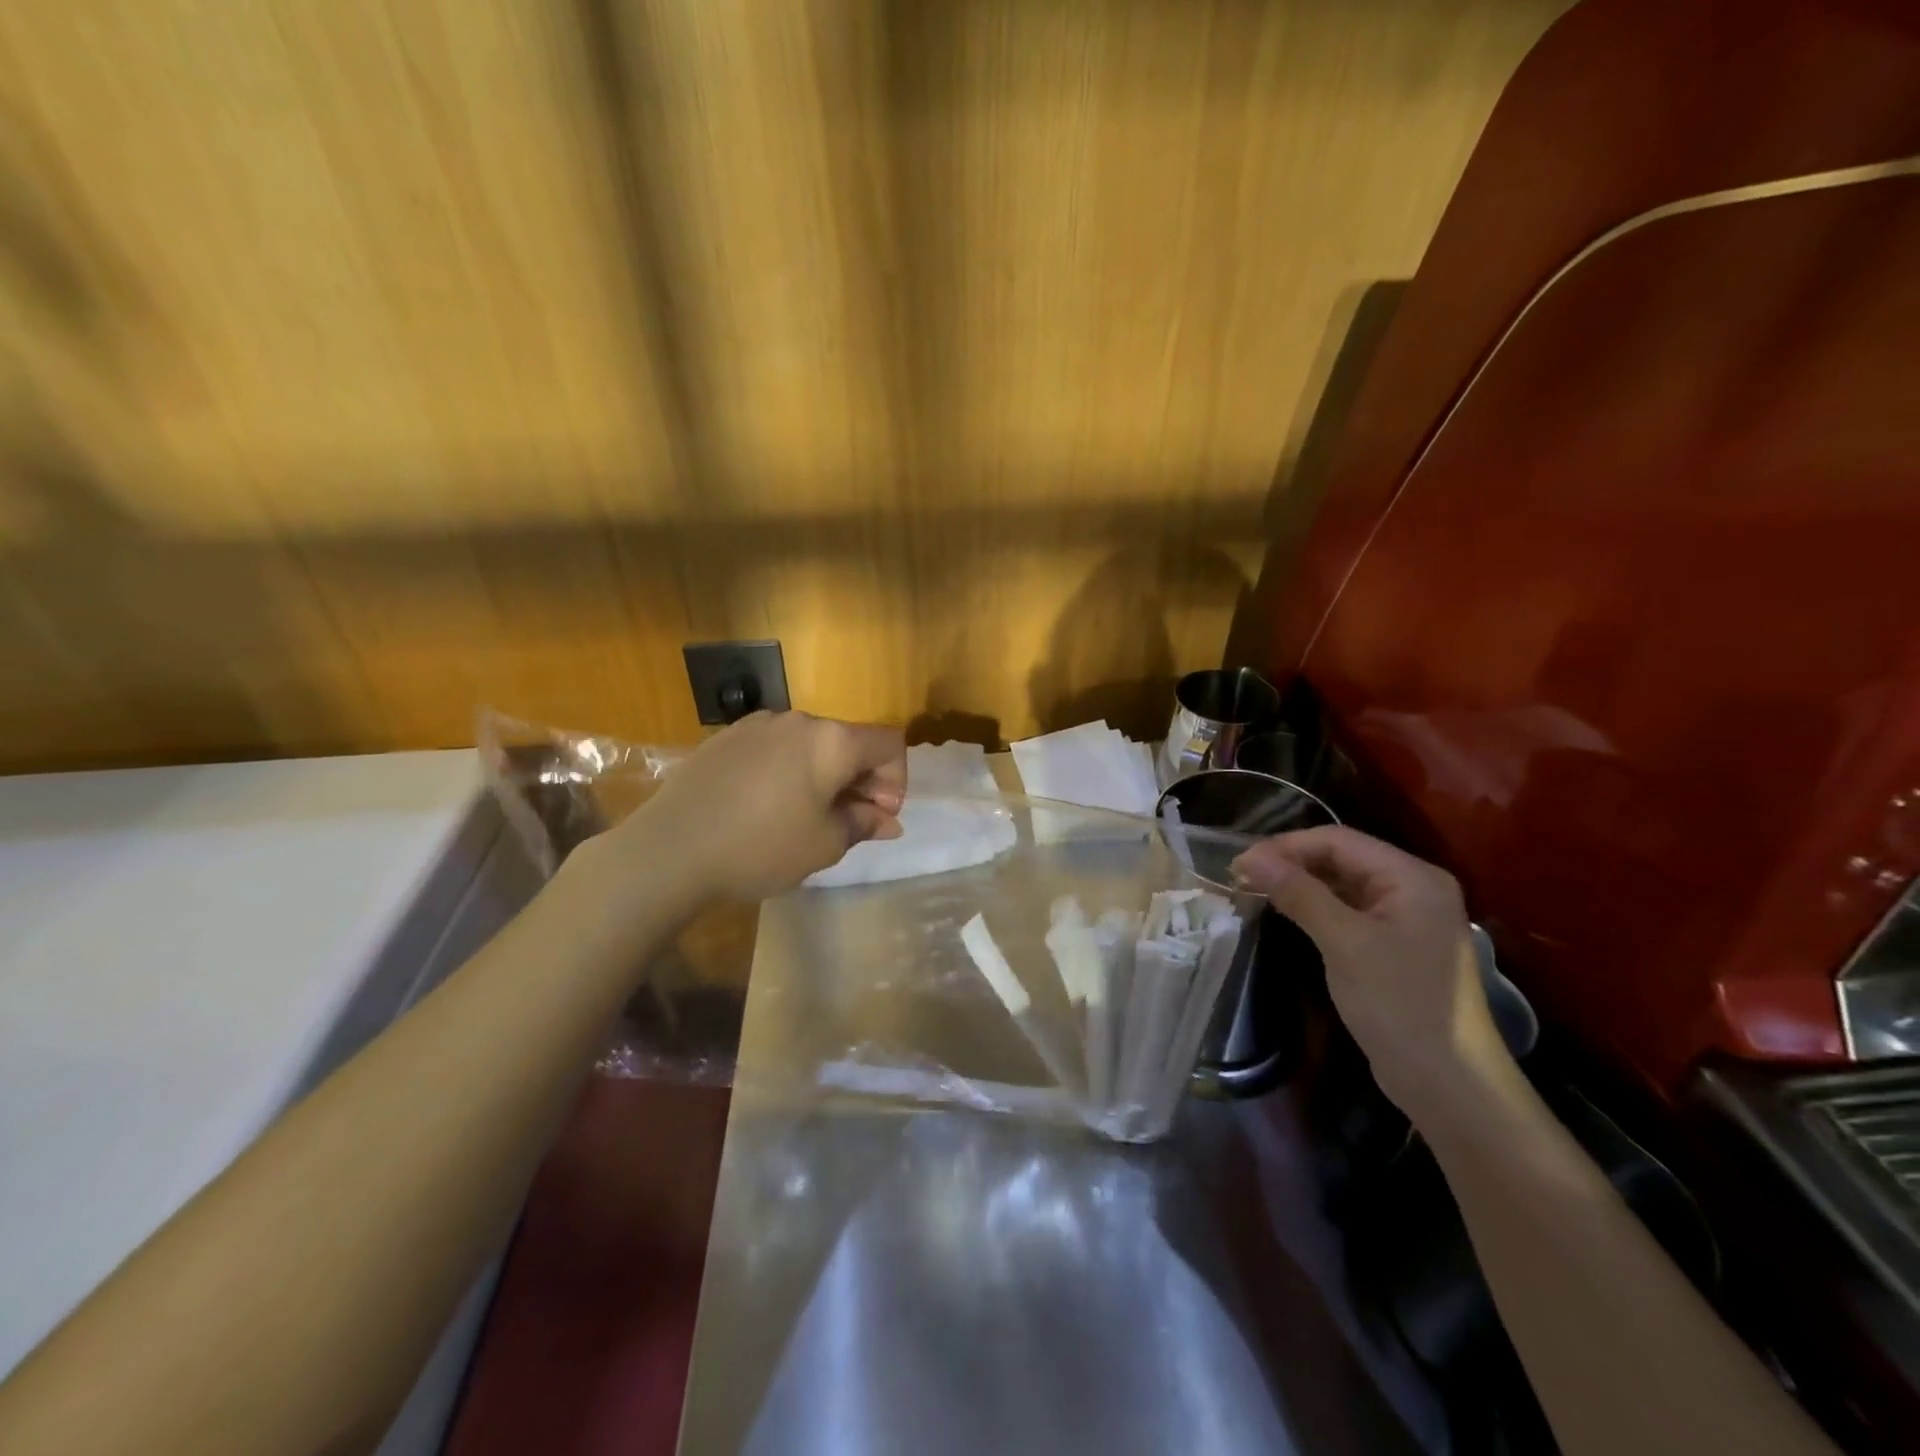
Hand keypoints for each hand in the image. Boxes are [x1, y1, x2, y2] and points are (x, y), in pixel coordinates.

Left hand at [610, 710, 905, 903]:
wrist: (670, 849)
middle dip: (860, 779)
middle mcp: (799, 720)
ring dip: (823, 774)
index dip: (896, 779)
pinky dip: (788, 771)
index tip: (879, 815)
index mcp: (832, 741)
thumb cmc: (762, 848)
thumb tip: (888, 820)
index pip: (889, 743)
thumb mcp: (825, 844)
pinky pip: (775, 748)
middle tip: (848, 821)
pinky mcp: (726, 738)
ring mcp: (758, 725)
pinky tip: (766, 805)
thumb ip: (863, 824)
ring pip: (810, 744)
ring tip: (805, 815)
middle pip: (848, 741)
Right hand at [1232, 826, 1515, 1129]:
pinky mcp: (1395, 944)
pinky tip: (1287, 913)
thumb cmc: (1399, 1004)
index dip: (1286, 846)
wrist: (1449, 1085)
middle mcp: (1413, 888)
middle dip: (1291, 863)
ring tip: (1255, 891)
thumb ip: (1298, 893)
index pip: (1339, 840)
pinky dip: (1316, 907)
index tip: (1240, 862)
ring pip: (1342, 884)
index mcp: (1412, 877)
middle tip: (1241, 877)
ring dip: (1300, 884)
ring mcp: (1406, 917)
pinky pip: (1348, 910)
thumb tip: (1249, 856)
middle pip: (1342, 858)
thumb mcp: (1343, 943)